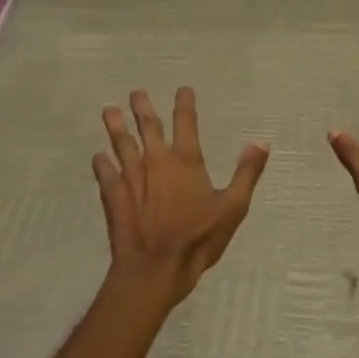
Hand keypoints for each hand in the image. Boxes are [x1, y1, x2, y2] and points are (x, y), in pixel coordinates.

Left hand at [94, 88, 268, 308]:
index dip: (185, 104)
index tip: (183, 89)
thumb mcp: (233, 207)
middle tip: (137, 92)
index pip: (186, 123)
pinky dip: (101, 164)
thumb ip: (246, 173)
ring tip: (109, 111)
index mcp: (186, 162)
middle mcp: (156, 162)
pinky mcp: (114, 197)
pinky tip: (97, 157)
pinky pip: (105, 175)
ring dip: (116, 127)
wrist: (155, 268)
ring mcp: (131, 178)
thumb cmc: (198, 238)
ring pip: (122, 144)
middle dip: (143, 107)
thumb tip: (261, 143)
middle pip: (148, 127)